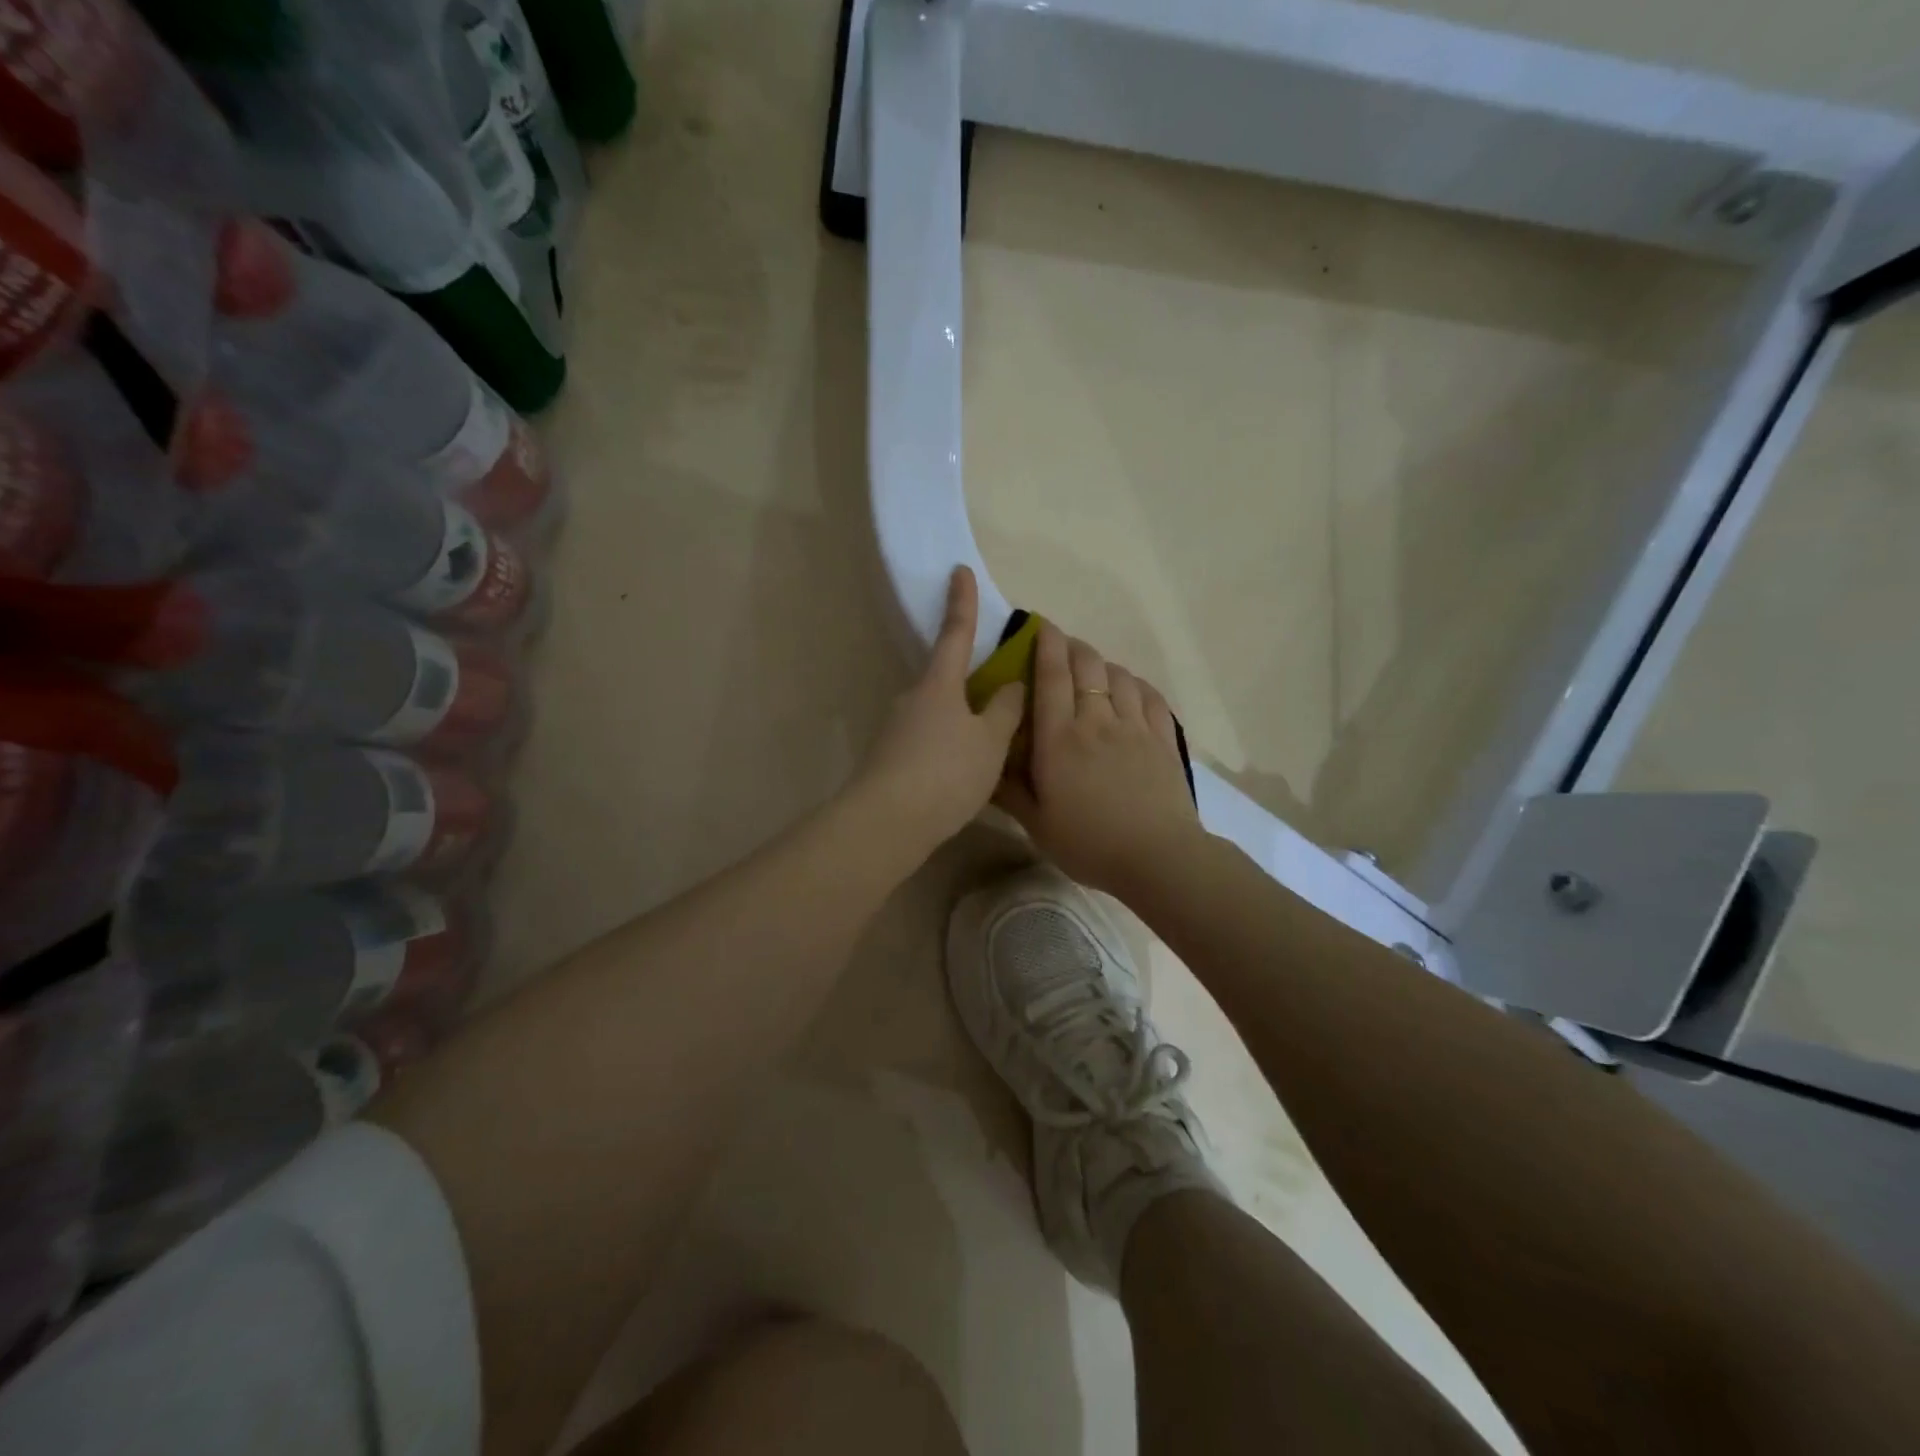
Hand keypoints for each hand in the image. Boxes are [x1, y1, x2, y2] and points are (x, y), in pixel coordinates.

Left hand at [853, 566, 1026, 857]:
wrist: (887, 824)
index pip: (955, 632)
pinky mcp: (891, 759)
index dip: (962, 601)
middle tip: (1002, 694)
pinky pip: (929, 740)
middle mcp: (912, 698)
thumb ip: (1005, 711)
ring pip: (939, 714)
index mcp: (938, 684)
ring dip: (963, 721)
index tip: (959, 570)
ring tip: (993, 747)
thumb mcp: (989, 743)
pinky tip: (965, 772)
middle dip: (971, 680)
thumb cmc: (945, 773)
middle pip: (947, 678)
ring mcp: (897, 729)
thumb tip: (1011, 685)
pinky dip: (950, 745)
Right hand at [995, 624, 1202, 897]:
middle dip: (1072, 647)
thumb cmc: (1088, 843)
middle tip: (1061, 647)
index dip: (1045, 643)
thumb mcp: (1036, 823)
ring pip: (1119, 676)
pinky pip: (1151, 697)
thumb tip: (986, 762)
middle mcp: (1096, 721)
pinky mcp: (1163, 740)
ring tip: (1094, 669)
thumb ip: (1009, 790)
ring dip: (1103, 664)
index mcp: (1059, 738)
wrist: (1157, 858)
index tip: (1039, 625)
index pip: (1050, 675)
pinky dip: (1137, 685)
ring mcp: (1135, 727)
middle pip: (1086, 665)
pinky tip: (1131, 689)